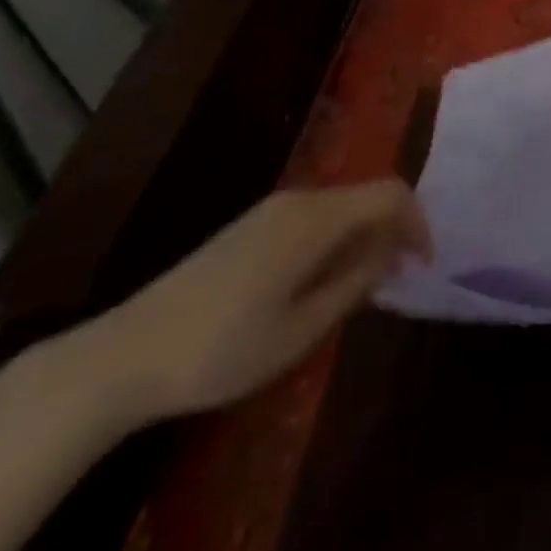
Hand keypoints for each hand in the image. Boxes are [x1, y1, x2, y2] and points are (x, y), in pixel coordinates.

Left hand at [75, 181, 431, 423]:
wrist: (124, 356)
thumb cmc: (221, 349)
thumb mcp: (302, 328)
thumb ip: (355, 281)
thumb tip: (392, 251)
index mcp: (314, 218)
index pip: (390, 194)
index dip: (417, 222)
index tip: (425, 265)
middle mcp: (298, 200)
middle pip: (366, 195)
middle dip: (393, 229)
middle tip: (400, 279)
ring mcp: (271, 210)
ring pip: (341, 206)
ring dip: (365, 236)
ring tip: (366, 286)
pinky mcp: (252, 226)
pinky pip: (315, 218)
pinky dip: (337, 239)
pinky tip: (322, 282)